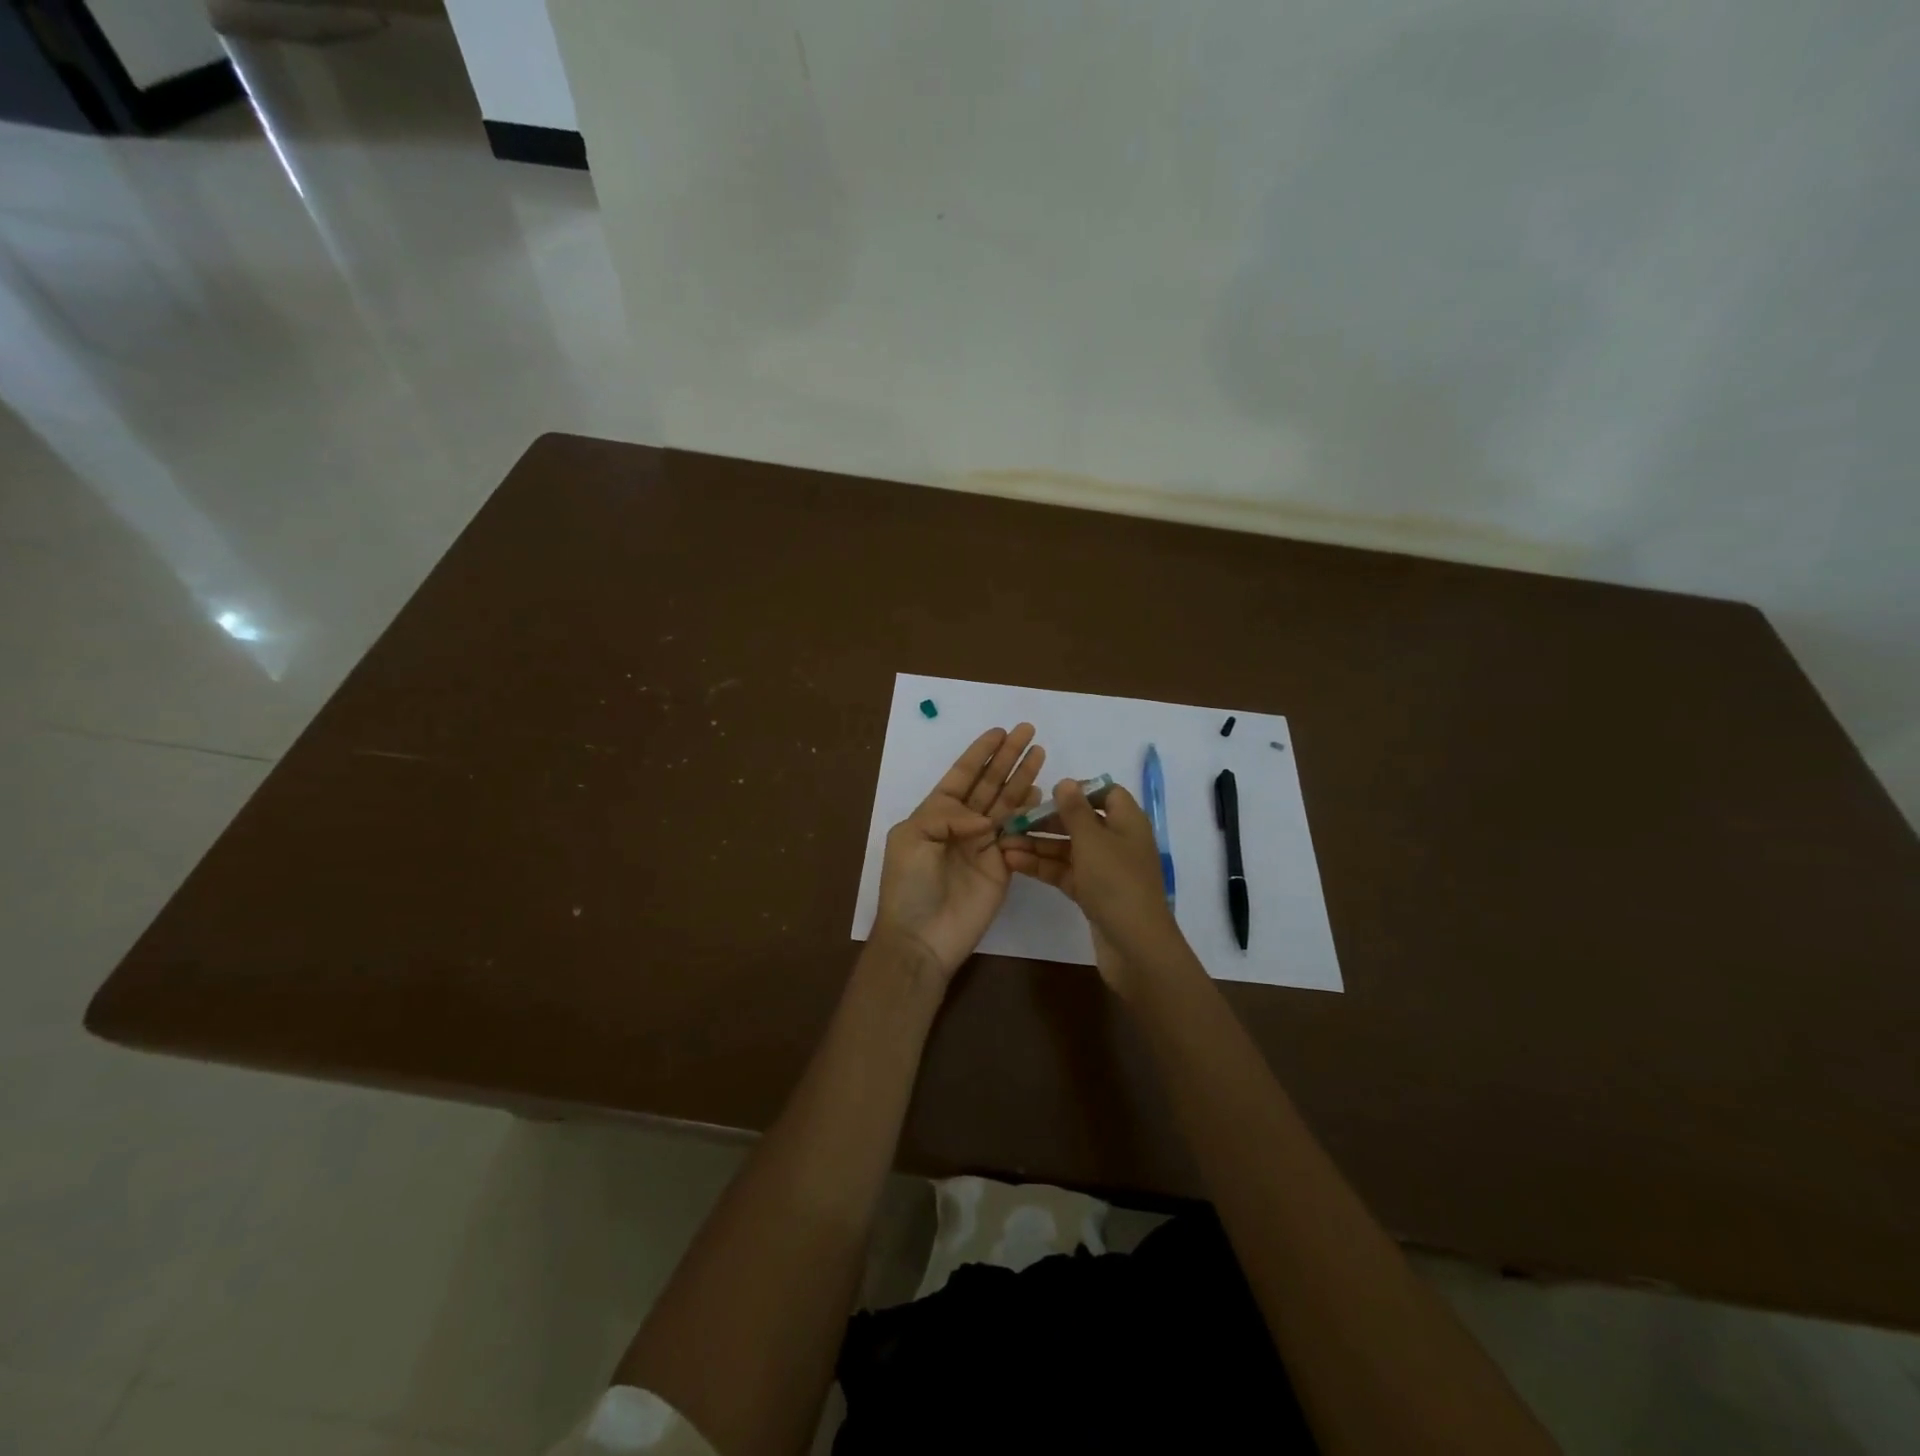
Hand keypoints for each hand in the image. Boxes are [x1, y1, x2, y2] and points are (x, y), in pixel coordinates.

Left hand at [871, 724, 1046, 979]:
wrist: (922, 937)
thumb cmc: (908, 885)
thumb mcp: (911, 838)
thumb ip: (946, 815)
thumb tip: (984, 819)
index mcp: (935, 812)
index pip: (962, 775)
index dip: (980, 753)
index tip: (1000, 732)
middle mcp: (962, 823)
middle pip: (989, 783)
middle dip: (1007, 757)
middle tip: (1028, 731)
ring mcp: (984, 844)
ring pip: (1006, 803)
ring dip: (1022, 778)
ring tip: (1040, 753)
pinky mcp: (1003, 866)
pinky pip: (1018, 834)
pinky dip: (1029, 814)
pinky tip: (1040, 793)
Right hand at [1001, 776, 1184, 993]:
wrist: (1135, 946)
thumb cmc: (1116, 882)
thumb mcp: (1092, 840)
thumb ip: (1075, 810)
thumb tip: (1065, 782)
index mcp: (1128, 822)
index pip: (1106, 794)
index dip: (1078, 792)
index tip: (1049, 796)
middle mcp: (1118, 842)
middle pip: (1080, 822)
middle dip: (1046, 821)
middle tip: (1012, 821)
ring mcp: (1105, 870)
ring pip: (1068, 849)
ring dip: (1037, 844)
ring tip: (1002, 843)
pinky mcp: (1092, 894)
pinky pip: (1064, 872)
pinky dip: (1042, 866)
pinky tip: (1013, 862)